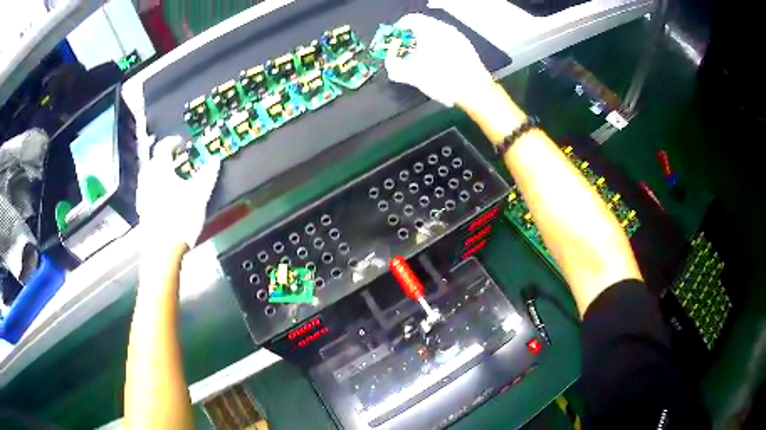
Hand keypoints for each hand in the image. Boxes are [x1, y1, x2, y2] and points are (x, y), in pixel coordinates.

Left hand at [136, 136, 219, 249]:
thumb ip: (207, 175)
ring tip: (170, 178)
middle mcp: (148, 179)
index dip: (172, 142)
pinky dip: (155, 188)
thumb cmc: (180, 217)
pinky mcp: (142, 211)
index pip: (163, 147)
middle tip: (176, 160)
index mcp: (160, 170)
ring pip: (148, 177)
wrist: (162, 250)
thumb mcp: (199, 194)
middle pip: (153, 161)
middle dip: (164, 158)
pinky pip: (147, 191)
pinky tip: (163, 198)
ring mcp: (142, 196)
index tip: (181, 143)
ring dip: (158, 173)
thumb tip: (215, 160)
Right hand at [385, 13, 493, 107]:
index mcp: (430, 31)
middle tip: (407, 46)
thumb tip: (390, 64)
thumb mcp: (414, 76)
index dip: (401, 26)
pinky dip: (439, 45)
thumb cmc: (443, 80)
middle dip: (413, 34)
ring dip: (427, 39)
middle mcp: (445, 29)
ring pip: (438, 32)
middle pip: (425, 24)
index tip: (396, 35)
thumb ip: (397, 67)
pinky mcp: (467, 47)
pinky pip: (448, 40)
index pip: (411, 19)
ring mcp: (458, 37)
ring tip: (421, 54)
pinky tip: (438, 60)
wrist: (475, 91)